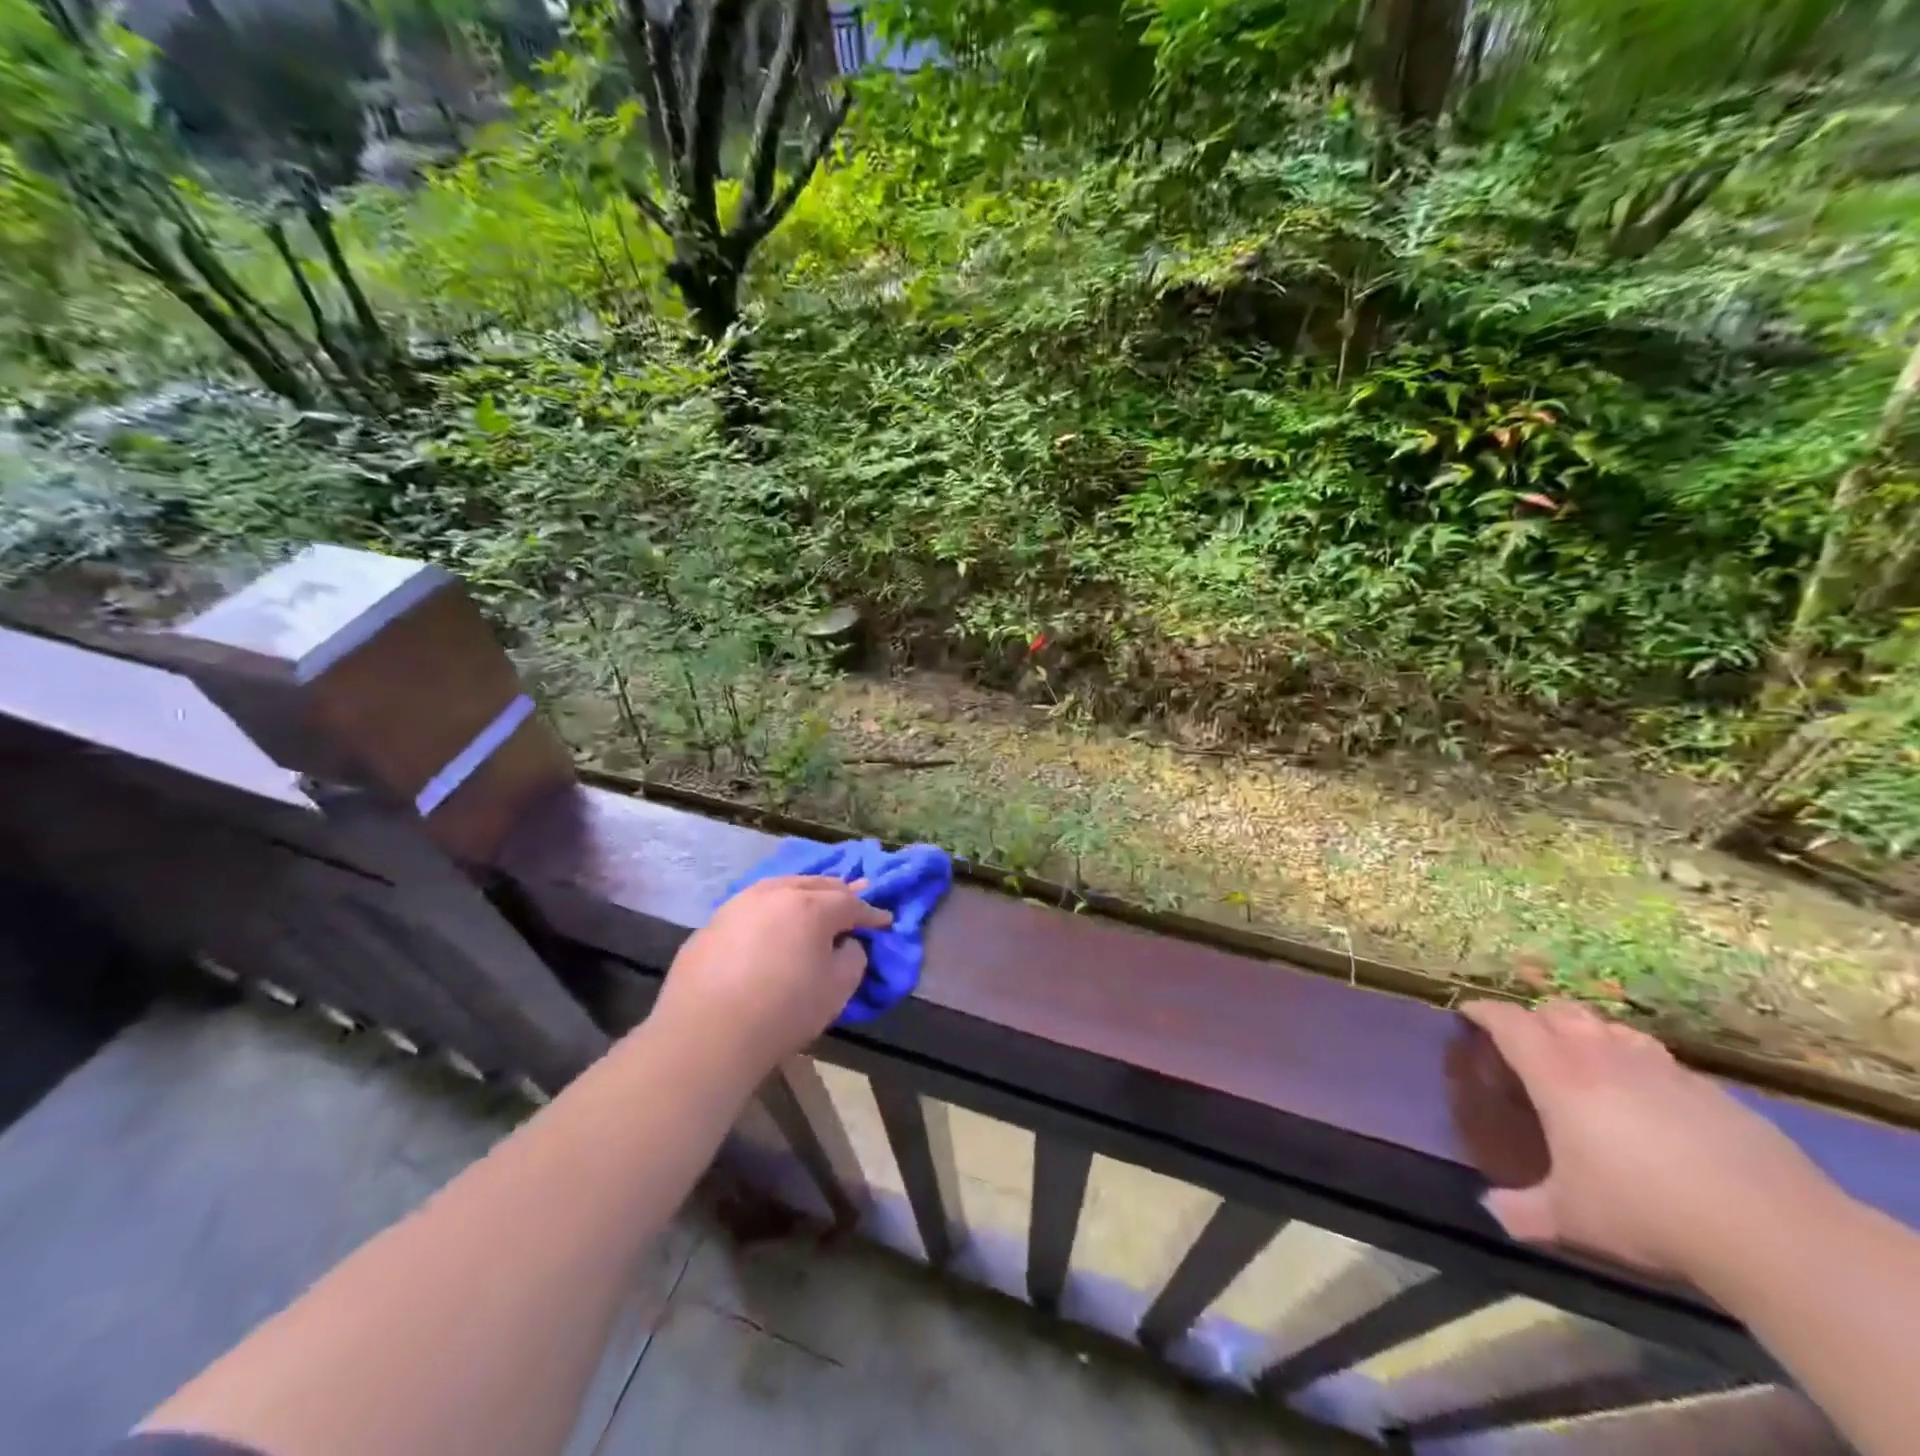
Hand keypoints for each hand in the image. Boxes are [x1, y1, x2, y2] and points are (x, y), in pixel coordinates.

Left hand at [649, 876, 892, 1077]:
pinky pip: (754, 907)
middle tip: (856, 899)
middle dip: (840, 893)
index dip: (871, 913)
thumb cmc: (783, 1010)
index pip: (851, 903)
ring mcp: (740, 903)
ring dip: (804, 893)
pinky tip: (772, 924)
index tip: (884, 921)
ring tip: (814, 901)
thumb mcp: (837, 989)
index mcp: (812, 906)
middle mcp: (777, 893)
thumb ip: (853, 957)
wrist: (706, 1033)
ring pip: (782, 887)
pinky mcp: (713, 921)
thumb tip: (846, 944)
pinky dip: (772, 910)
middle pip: (817, 884)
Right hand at [1460, 999, 1829, 1284]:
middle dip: (1537, 1018)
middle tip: (1527, 1041)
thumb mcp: (1571, 1218)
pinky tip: (1650, 1101)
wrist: (1773, 1231)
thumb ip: (1523, 1210)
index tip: (1469, 1013)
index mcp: (1557, 1074)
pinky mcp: (1712, 1091)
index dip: (1484, 1012)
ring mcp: (1661, 1069)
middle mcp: (1602, 1057)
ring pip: (1612, 1028)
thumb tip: (1490, 1209)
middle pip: (1560, 1011)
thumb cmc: (1646, 1210)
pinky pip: (1660, 1061)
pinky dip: (1640, 1066)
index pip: (1508, 1022)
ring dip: (1590, 1035)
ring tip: (1587, 1063)